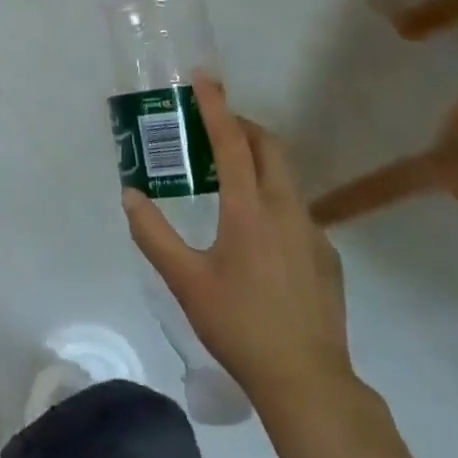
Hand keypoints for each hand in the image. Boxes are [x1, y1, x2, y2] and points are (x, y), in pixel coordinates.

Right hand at [122, 71, 353, 408]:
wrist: (307, 381)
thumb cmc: (238, 325)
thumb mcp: (185, 280)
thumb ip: (153, 234)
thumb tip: (130, 196)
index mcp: (249, 210)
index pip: (232, 142)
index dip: (216, 106)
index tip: (204, 77)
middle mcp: (286, 209)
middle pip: (270, 147)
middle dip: (243, 126)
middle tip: (214, 129)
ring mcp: (313, 232)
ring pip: (286, 177)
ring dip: (258, 162)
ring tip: (228, 181)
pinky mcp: (327, 256)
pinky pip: (296, 210)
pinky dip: (273, 199)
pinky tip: (257, 237)